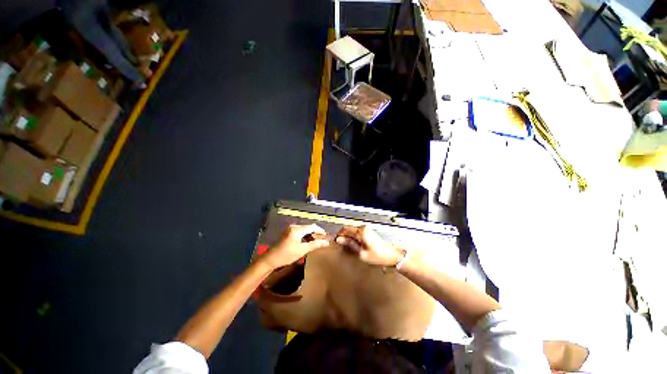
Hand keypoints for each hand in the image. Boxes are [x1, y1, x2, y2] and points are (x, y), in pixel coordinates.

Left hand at [261, 224, 329, 268]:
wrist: (270, 259)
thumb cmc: (286, 255)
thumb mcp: (302, 250)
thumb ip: (315, 245)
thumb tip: (326, 242)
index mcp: (297, 229)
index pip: (312, 227)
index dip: (320, 231)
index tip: (326, 236)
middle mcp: (294, 226)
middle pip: (308, 227)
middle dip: (316, 233)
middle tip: (322, 240)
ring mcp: (290, 229)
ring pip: (304, 229)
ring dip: (311, 234)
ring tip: (316, 242)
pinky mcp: (288, 232)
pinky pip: (300, 231)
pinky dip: (305, 235)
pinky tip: (308, 242)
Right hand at [335, 225, 403, 266]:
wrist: (391, 256)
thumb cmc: (377, 256)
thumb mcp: (361, 253)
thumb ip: (350, 244)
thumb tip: (339, 239)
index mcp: (361, 231)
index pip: (345, 229)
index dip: (339, 234)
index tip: (335, 241)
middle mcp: (363, 228)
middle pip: (349, 229)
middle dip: (343, 236)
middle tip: (339, 244)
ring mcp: (366, 229)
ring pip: (352, 231)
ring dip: (347, 237)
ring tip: (345, 246)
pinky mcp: (368, 232)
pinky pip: (357, 233)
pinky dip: (353, 237)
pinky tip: (352, 244)